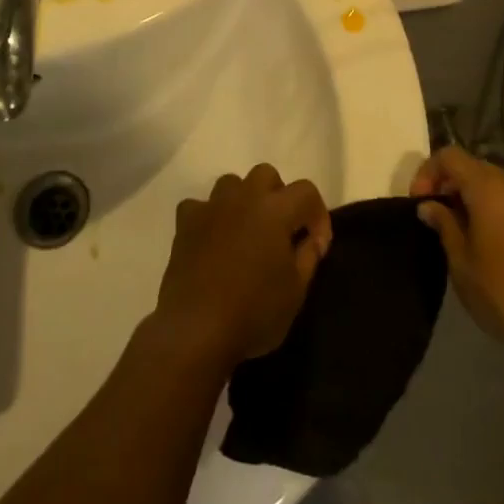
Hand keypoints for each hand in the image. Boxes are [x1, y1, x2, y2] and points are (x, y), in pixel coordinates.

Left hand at [153, 164, 331, 369]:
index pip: (306, 192)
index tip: (317, 246)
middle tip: (281, 231)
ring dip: (243, 200)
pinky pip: (199, 206)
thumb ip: (308, 256)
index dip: (318, 215)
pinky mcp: (185, 223)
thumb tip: (311, 238)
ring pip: (232, 183)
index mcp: (275, 210)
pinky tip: (212, 240)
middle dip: (279, 196)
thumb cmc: (254, 311)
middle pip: (266, 175)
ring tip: (246, 232)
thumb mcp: (296, 291)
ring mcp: (211, 207)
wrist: (196, 329)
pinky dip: (209, 217)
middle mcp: (243, 197)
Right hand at [410, 147, 503, 356]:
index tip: (419, 205)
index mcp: (489, 186)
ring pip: (495, 186)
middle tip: (436, 219)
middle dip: (449, 186)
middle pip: (473, 168)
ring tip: (461, 235)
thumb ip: (444, 226)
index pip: (449, 156)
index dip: (427, 174)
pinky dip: (495, 212)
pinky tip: (491, 246)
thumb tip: (429, 205)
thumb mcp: (463, 263)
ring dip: (472, 201)